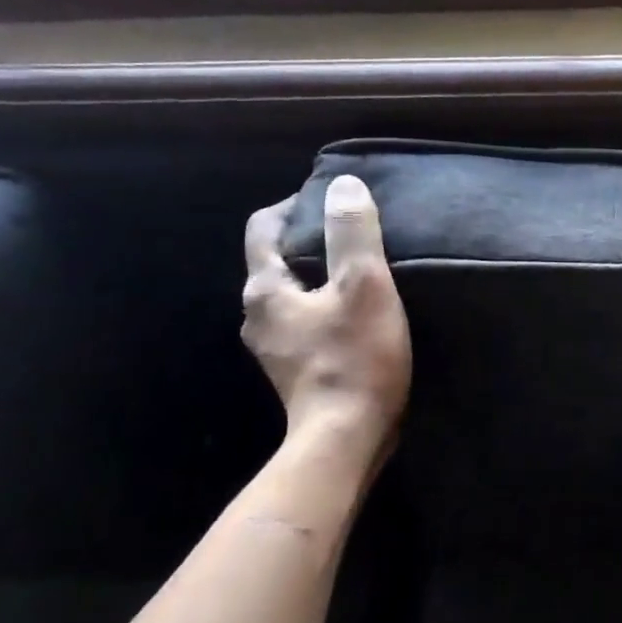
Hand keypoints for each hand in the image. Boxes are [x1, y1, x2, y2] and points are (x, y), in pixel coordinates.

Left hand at [242, 175, 411, 460]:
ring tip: (360, 267)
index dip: (293, 206)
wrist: (346, 436)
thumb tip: (344, 185)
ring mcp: (274, 346)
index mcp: (265, 290)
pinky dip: (325, 304)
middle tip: (353, 231)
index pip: (263, 230)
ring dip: (319, 274)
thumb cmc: (355, 356)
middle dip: (309, 240)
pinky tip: (358, 310)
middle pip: (276, 261)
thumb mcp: (363, 285)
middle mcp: (258, 315)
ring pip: (292, 293)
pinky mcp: (296, 368)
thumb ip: (352, 233)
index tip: (330, 198)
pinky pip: (306, 320)